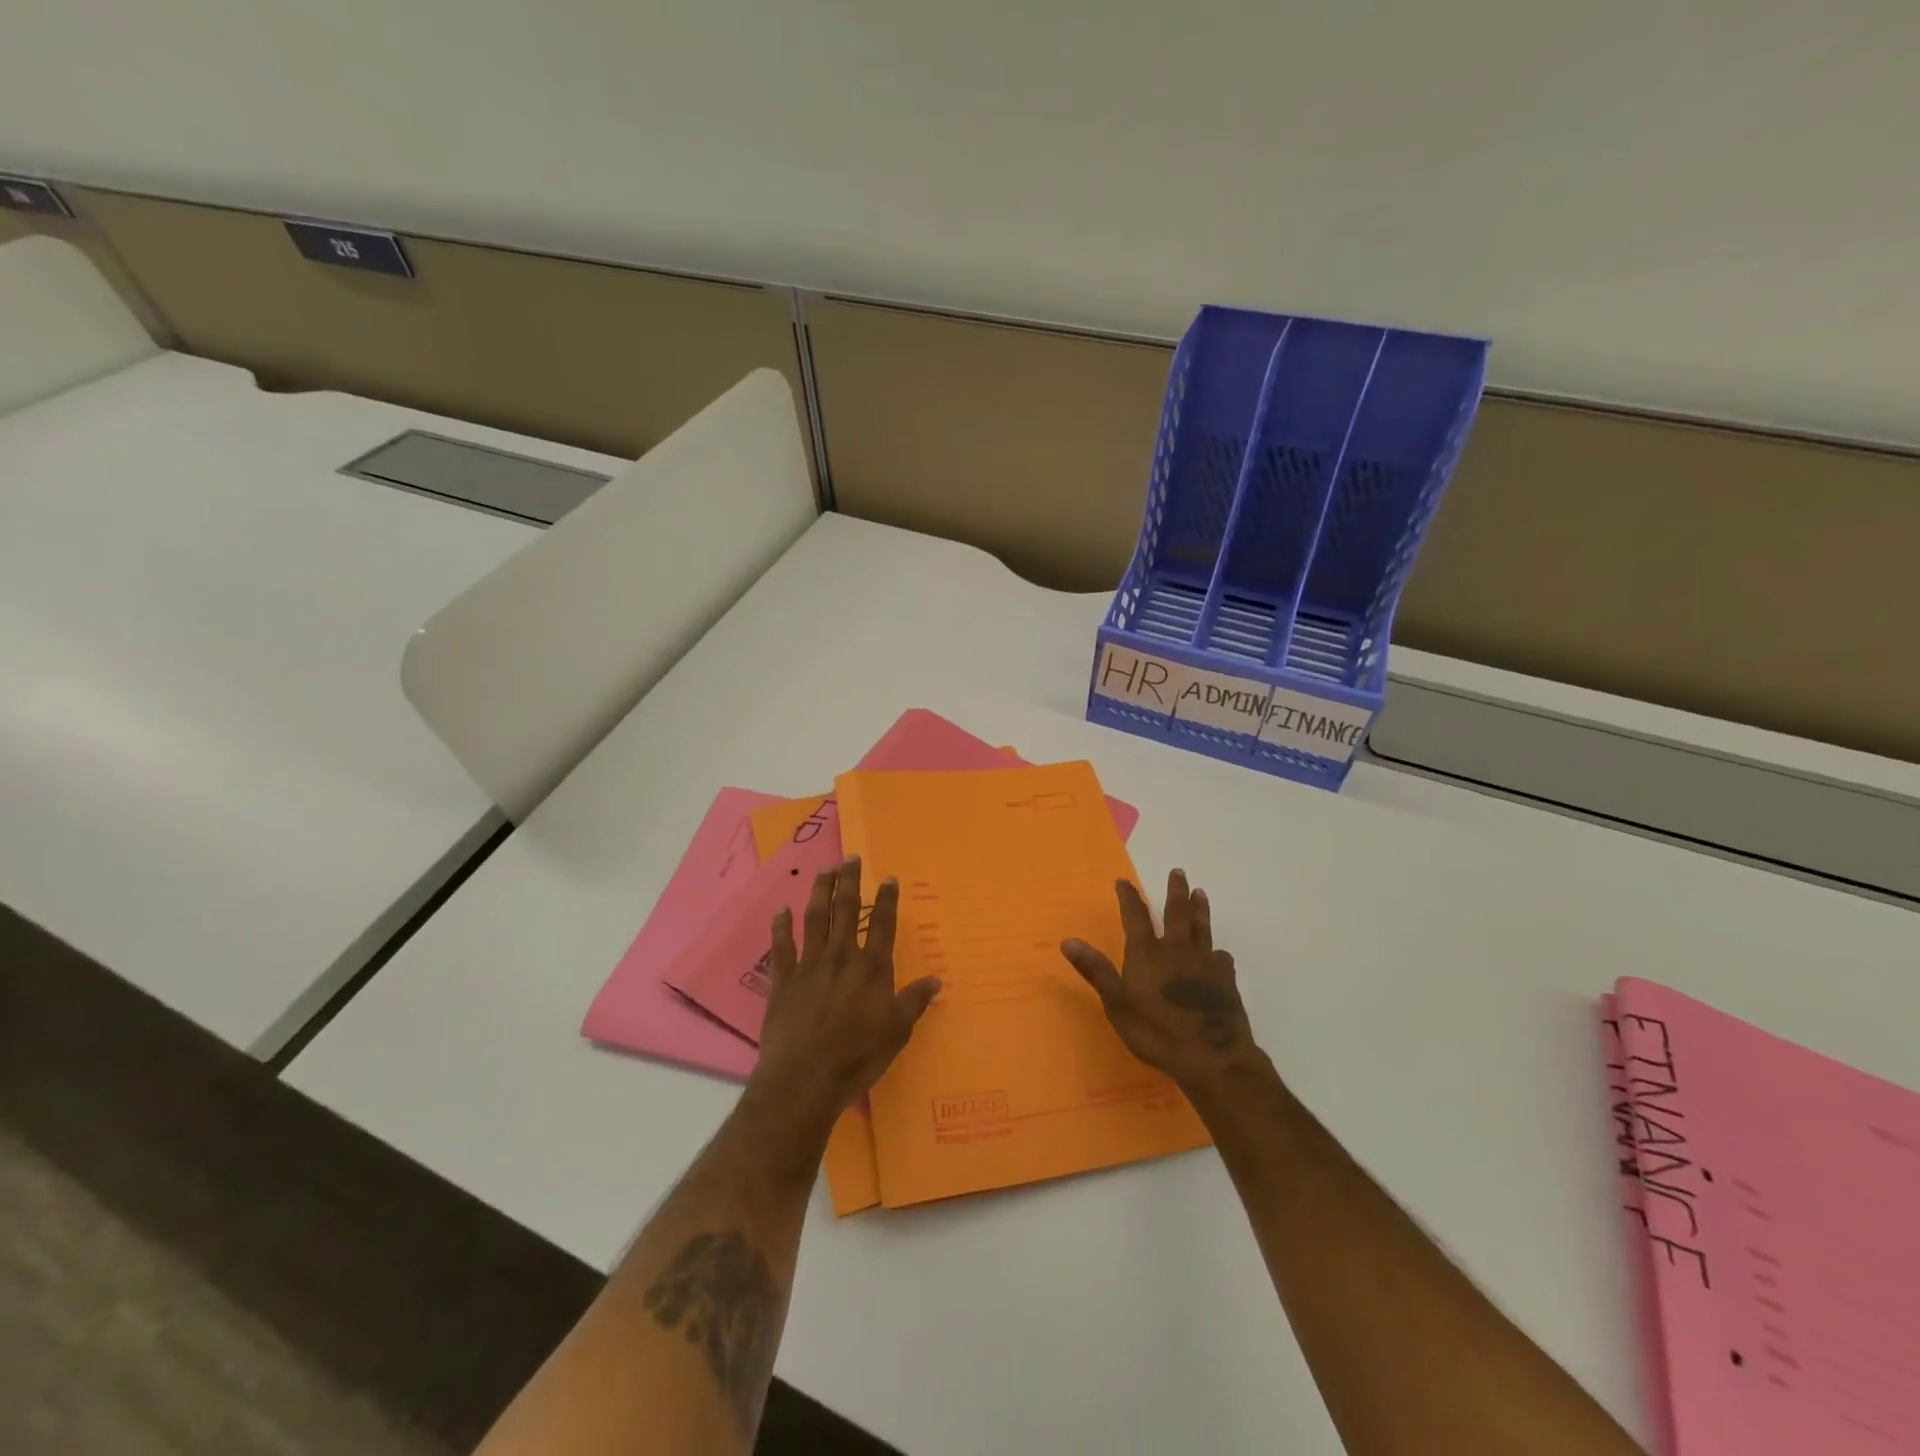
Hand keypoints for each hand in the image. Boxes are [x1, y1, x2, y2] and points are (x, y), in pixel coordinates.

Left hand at [747, 858, 941, 1129]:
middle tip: (851, 857)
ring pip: (815, 918)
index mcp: (872, 968)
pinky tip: (781, 909)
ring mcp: (809, 966)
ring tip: (824, 870)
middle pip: (847, 910)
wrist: (804, 1079)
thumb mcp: (897, 1032)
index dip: (887, 899)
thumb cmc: (857, 1057)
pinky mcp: (783, 981)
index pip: (883, 924)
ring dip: (820, 891)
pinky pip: (781, 946)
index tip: (889, 877)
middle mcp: (841, 957)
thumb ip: (914, 1001)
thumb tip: (936, 979)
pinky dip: (781, 926)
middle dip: (850, 881)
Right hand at [1060, 869, 1262, 1092]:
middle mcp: (1176, 949)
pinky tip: (1220, 953)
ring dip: (1200, 909)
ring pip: (1202, 928)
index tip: (1124, 880)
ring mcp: (1204, 963)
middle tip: (1178, 872)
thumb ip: (1095, 970)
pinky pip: (1222, 958)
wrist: (1211, 1056)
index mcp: (1147, 953)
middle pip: (1176, 913)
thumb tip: (1067, 940)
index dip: (1129, 897)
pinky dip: (1218, 952)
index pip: (1135, 916)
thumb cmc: (1156, 1030)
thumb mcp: (1116, 1003)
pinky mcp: (1226, 980)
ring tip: (1200, 893)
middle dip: (1175, 891)